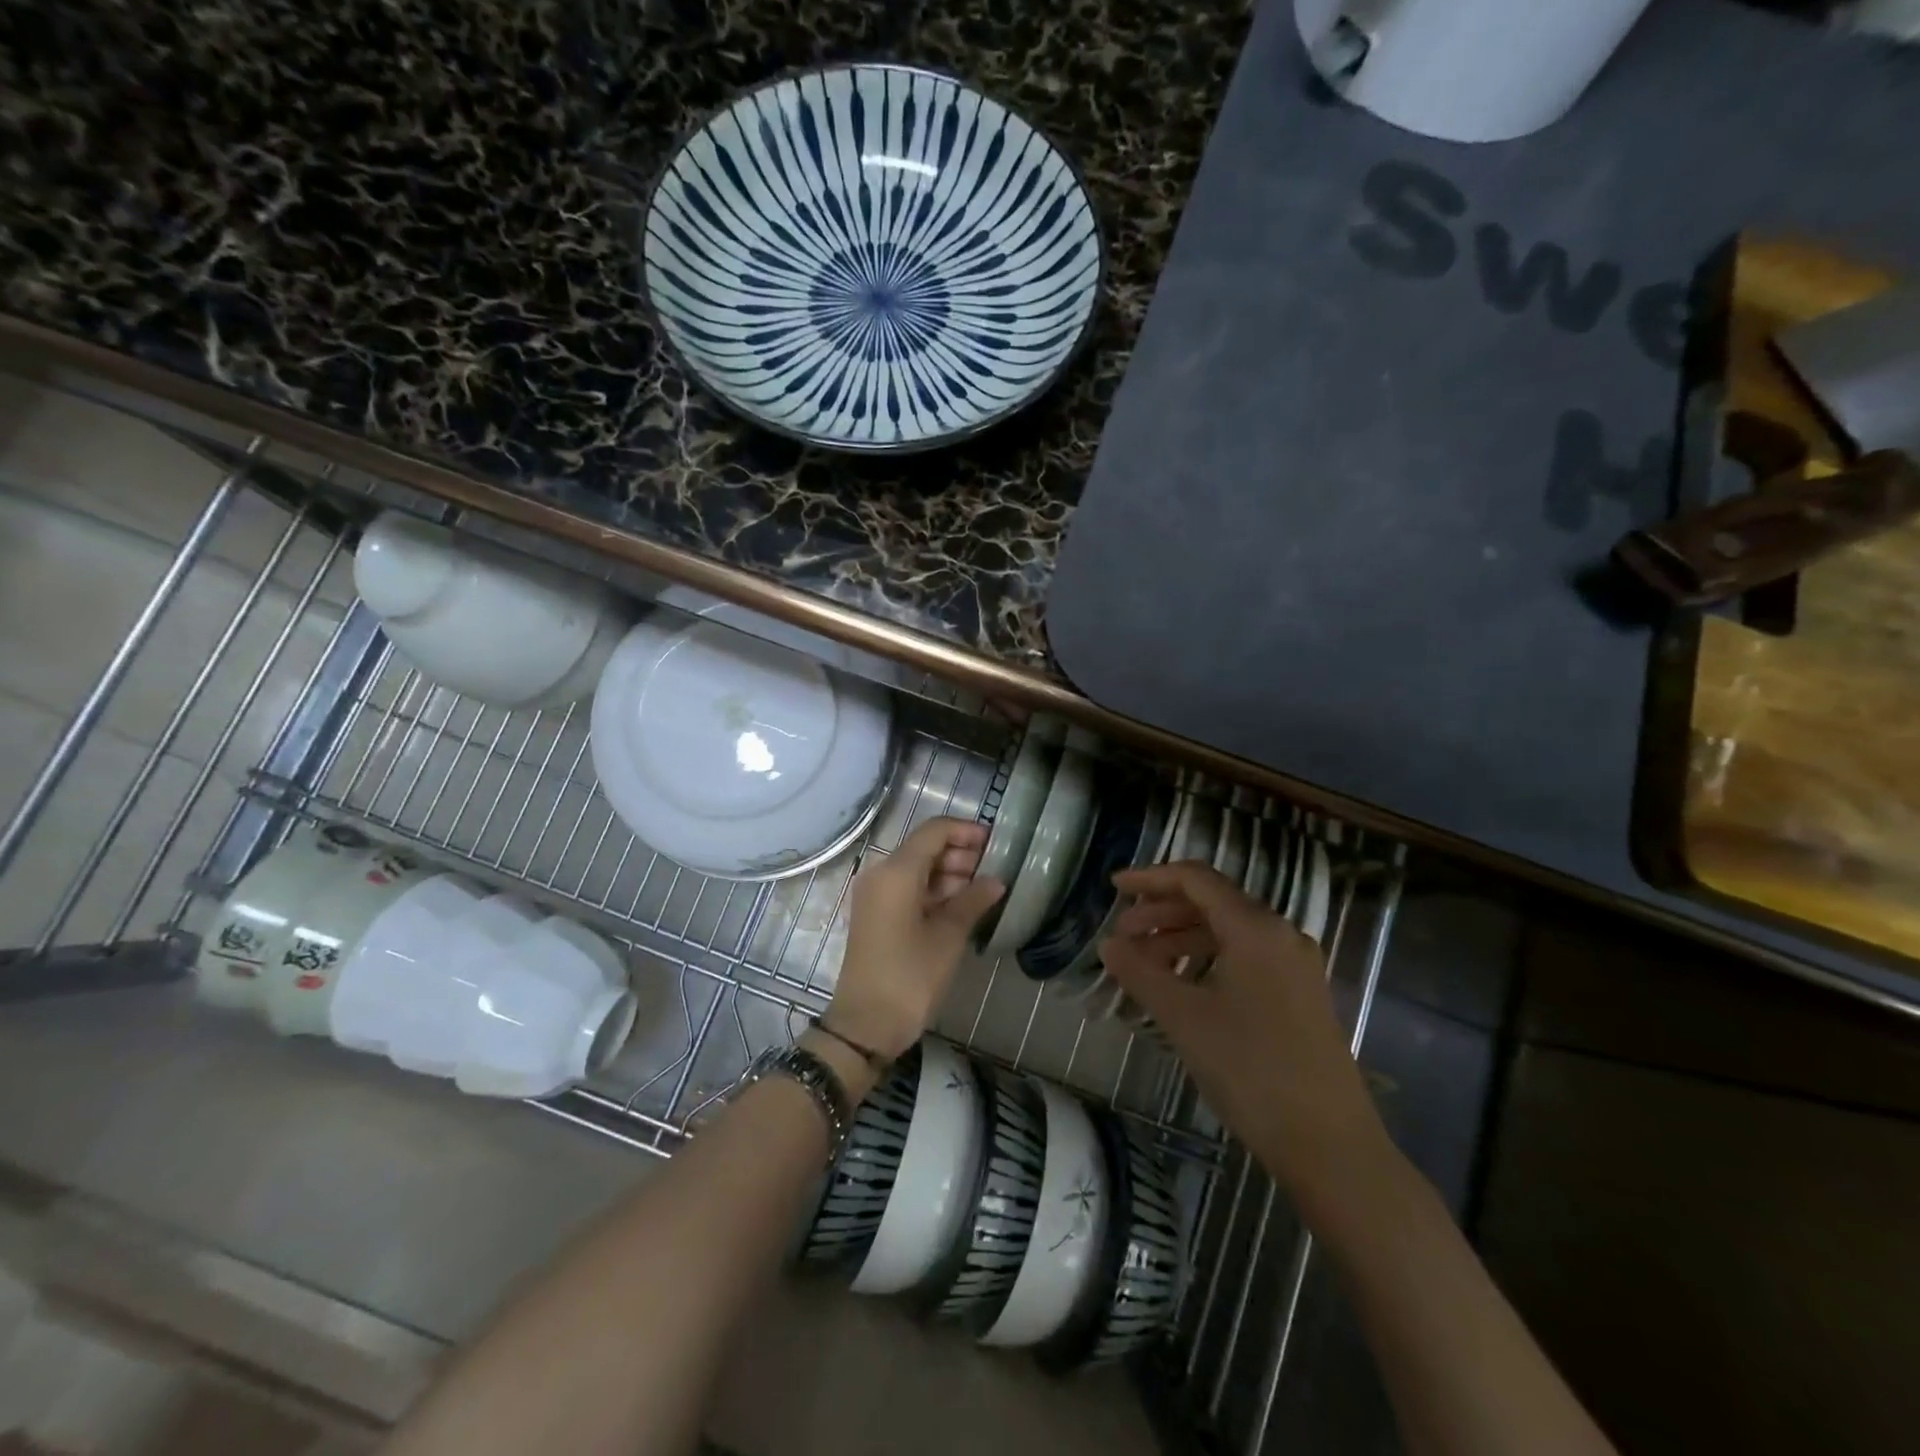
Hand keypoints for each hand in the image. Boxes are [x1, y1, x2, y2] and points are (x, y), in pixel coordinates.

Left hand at [826, 818, 1003, 1061]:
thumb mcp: (949, 936)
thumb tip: (996, 881)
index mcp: (896, 871)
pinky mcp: (875, 915)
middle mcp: (880, 874)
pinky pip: (907, 889)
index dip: (966, 831)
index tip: (996, 843)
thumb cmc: (910, 977)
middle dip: (960, 854)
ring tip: (983, 890)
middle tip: (994, 871)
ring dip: (949, 874)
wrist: (866, 1025)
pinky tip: (961, 906)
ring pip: (917, 869)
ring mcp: (875, 895)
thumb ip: (974, 900)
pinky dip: (934, 891)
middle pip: (924, 848)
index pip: (934, 831)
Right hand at [1099, 861, 1385, 1197]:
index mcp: (1255, 928)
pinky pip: (1245, 957)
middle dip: (1161, 912)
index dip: (1150, 877)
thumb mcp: (1184, 1018)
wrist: (1329, 1145)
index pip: (1196, 879)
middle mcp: (1280, 935)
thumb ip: (1140, 972)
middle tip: (1122, 935)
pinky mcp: (1300, 994)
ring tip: (1143, 964)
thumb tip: (1108, 944)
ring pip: (1228, 932)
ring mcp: (1295, 965)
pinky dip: (1207, 960)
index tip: (1113, 888)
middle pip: (1212, 902)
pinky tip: (1182, 986)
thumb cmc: (1251, 1070)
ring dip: (1181, 938)